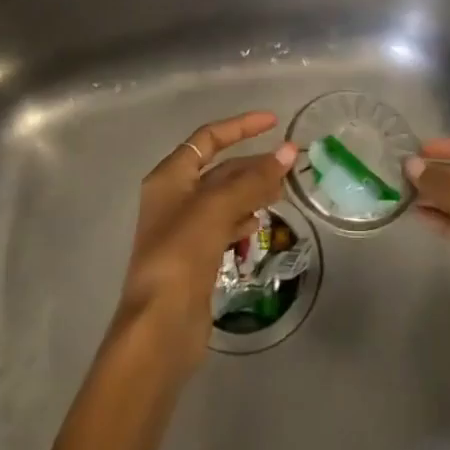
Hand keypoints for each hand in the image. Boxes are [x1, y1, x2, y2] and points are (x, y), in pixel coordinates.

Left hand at [115, 111, 295, 380]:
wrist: (159, 327)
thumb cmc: (182, 255)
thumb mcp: (217, 208)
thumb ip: (254, 179)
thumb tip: (288, 150)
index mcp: (170, 177)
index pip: (208, 139)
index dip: (240, 127)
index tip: (273, 122)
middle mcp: (174, 198)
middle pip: (219, 169)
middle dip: (253, 163)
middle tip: (290, 163)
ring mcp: (184, 229)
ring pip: (225, 198)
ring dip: (252, 190)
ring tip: (283, 191)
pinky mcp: (195, 258)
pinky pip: (224, 225)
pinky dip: (243, 219)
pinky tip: (260, 223)